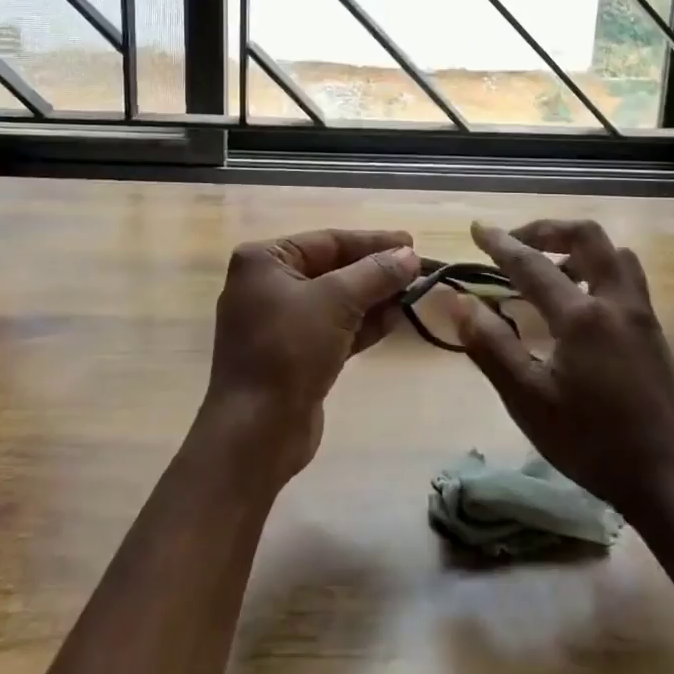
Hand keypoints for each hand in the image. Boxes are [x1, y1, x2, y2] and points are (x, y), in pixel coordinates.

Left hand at [203, 228, 421, 478]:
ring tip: (414, 292)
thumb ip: (376, 274)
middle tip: (417, 268)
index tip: (411, 241)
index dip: (372, 241)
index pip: (327, 241)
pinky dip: (363, 323)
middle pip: (332, 268)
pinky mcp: (294, 355)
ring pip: (336, 300)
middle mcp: (267, 286)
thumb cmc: (289, 350)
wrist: (257, 432)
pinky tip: (396, 318)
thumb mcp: (336, 301)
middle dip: (375, 271)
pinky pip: (334, 328)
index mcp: (264, 261)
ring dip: (374, 297)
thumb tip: (410, 255)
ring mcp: (279, 323)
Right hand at [440, 219, 673, 523]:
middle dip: (547, 229)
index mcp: (583, 317)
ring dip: (577, 247)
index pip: (532, 264)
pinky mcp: (654, 331)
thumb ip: (492, 346)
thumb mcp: (530, 401)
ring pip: (613, 252)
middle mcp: (616, 302)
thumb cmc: (593, 444)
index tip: (476, 228)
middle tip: (517, 242)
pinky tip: (580, 301)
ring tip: (548, 268)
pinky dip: (597, 267)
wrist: (672, 481)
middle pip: (587, 236)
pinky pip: (625, 276)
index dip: (500, 244)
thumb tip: (460, 302)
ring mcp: (641, 314)